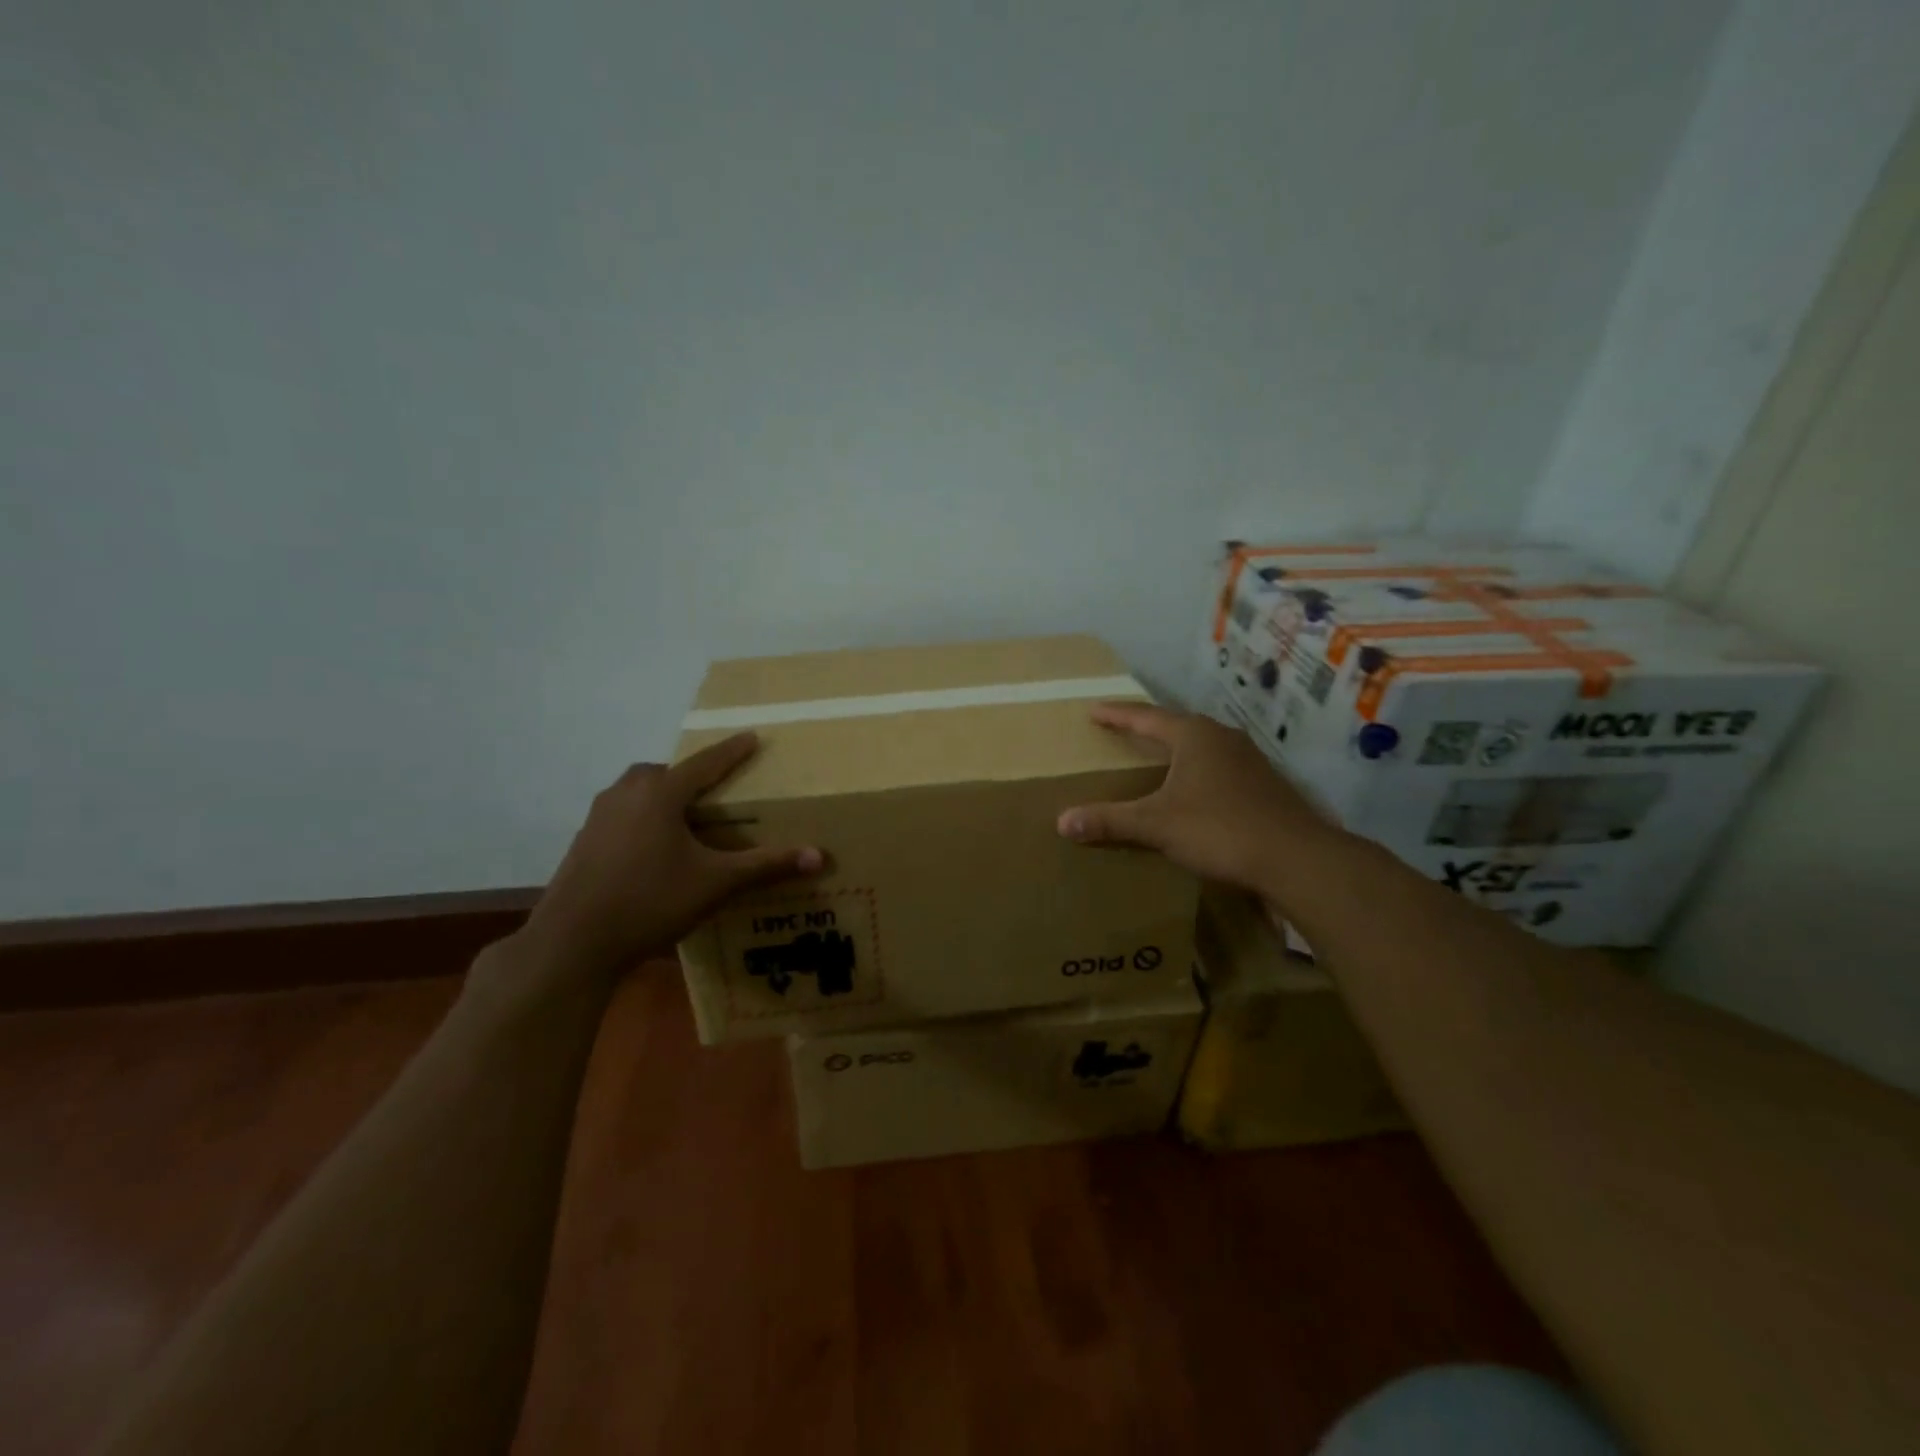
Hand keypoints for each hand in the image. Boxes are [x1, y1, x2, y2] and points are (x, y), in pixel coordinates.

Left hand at [515, 732, 821, 985]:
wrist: (573, 943)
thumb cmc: (650, 902)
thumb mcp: (716, 883)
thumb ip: (766, 866)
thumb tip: (819, 856)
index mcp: (660, 793)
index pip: (706, 763)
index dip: (732, 751)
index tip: (751, 737)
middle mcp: (626, 793)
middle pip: (666, 773)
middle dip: (692, 775)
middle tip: (717, 789)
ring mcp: (599, 816)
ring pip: (640, 791)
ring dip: (664, 795)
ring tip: (688, 818)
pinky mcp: (584, 839)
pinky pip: (623, 813)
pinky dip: (644, 817)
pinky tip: (654, 846)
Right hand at [1057, 702, 1340, 899]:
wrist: (1295, 858)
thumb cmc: (1220, 829)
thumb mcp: (1157, 824)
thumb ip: (1110, 821)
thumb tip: (1062, 821)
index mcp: (1195, 736)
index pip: (1146, 718)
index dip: (1117, 715)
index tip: (1094, 710)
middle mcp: (1223, 738)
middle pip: (1177, 726)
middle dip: (1148, 728)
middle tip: (1122, 730)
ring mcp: (1249, 760)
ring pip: (1202, 747)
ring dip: (1177, 750)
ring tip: (1156, 756)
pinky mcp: (1264, 785)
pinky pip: (1219, 768)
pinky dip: (1197, 772)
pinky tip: (1193, 790)